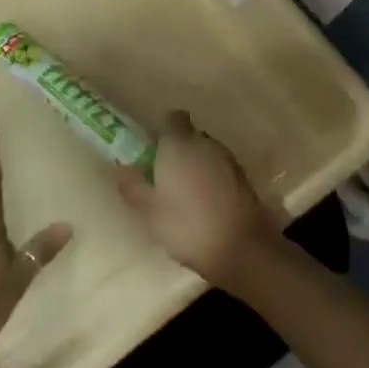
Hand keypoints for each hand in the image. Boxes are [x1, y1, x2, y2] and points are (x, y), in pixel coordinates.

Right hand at [115, 111, 277, 286]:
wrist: (242, 249)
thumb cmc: (187, 225)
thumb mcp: (149, 211)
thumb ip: (133, 186)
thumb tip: (123, 170)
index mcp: (179, 144)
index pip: (172, 118)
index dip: (162, 130)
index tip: (152, 149)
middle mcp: (205, 143)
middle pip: (190, 135)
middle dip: (179, 149)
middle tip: (165, 175)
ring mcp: (229, 160)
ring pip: (207, 153)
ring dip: (197, 165)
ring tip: (186, 193)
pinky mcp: (245, 179)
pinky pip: (222, 170)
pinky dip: (213, 180)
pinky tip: (207, 205)